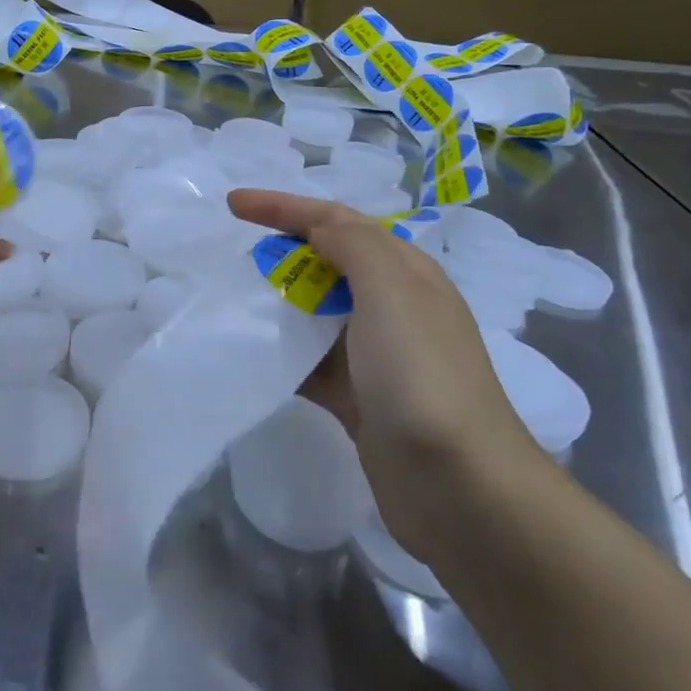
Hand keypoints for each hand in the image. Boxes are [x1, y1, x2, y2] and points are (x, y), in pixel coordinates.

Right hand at [228, 190, 542, 540]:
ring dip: (278, 301)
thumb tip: (319, 230)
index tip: (233, 205)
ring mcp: (376, 356)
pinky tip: (252, 354)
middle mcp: (393, 307)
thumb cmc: (421, 374)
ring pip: (316, 312)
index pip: (337, 221)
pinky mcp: (359, 399)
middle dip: (281, 251)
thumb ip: (353, 246)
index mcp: (405, 273)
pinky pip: (311, 362)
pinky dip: (282, 352)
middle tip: (232, 255)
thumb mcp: (392, 290)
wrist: (459, 485)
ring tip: (231, 300)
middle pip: (326, 263)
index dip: (284, 207)